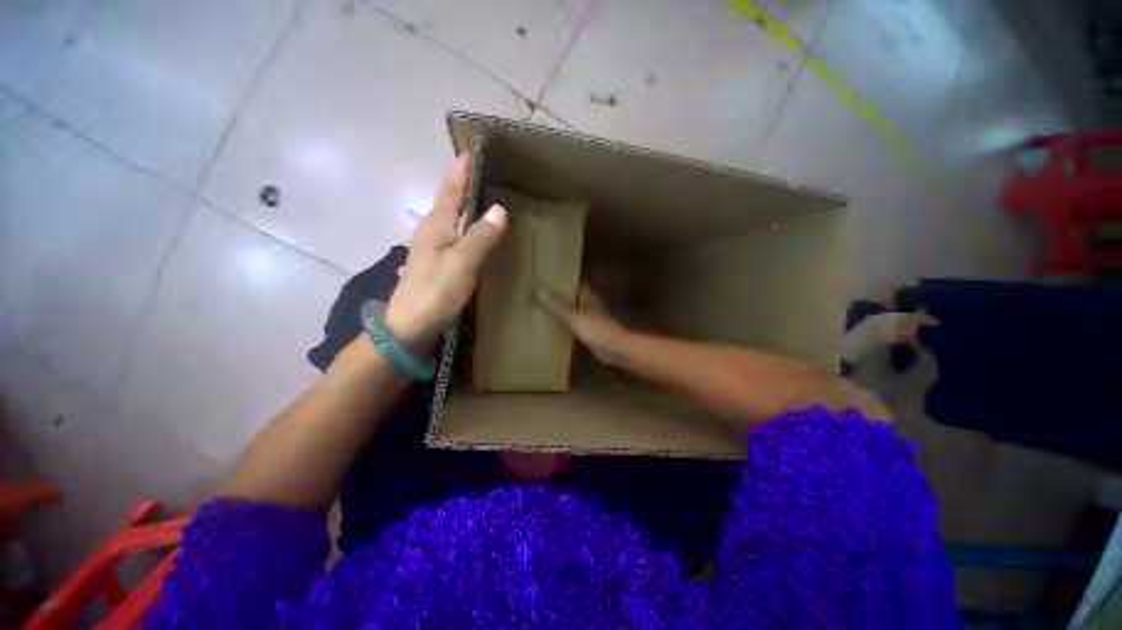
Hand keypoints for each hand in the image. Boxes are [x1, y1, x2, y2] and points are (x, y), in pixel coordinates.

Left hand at [384, 155, 506, 350]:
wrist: (409, 326)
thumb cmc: (435, 292)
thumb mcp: (461, 263)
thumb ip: (480, 236)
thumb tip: (499, 209)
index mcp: (436, 226)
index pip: (450, 191)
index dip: (460, 171)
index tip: (469, 150)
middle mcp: (430, 233)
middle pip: (447, 202)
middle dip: (460, 184)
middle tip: (477, 170)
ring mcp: (430, 250)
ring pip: (447, 220)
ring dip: (460, 206)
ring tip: (475, 198)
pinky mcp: (434, 265)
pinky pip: (450, 237)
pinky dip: (460, 228)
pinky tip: (465, 232)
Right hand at [536, 284, 626, 363]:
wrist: (614, 349)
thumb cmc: (595, 328)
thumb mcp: (572, 315)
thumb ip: (555, 304)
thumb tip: (538, 287)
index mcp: (588, 296)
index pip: (576, 282)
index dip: (565, 278)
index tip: (550, 275)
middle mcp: (589, 305)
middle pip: (573, 296)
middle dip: (560, 294)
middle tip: (541, 291)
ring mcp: (590, 319)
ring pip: (573, 310)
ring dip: (562, 309)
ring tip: (543, 307)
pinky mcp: (589, 333)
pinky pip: (574, 325)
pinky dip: (565, 324)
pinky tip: (553, 327)